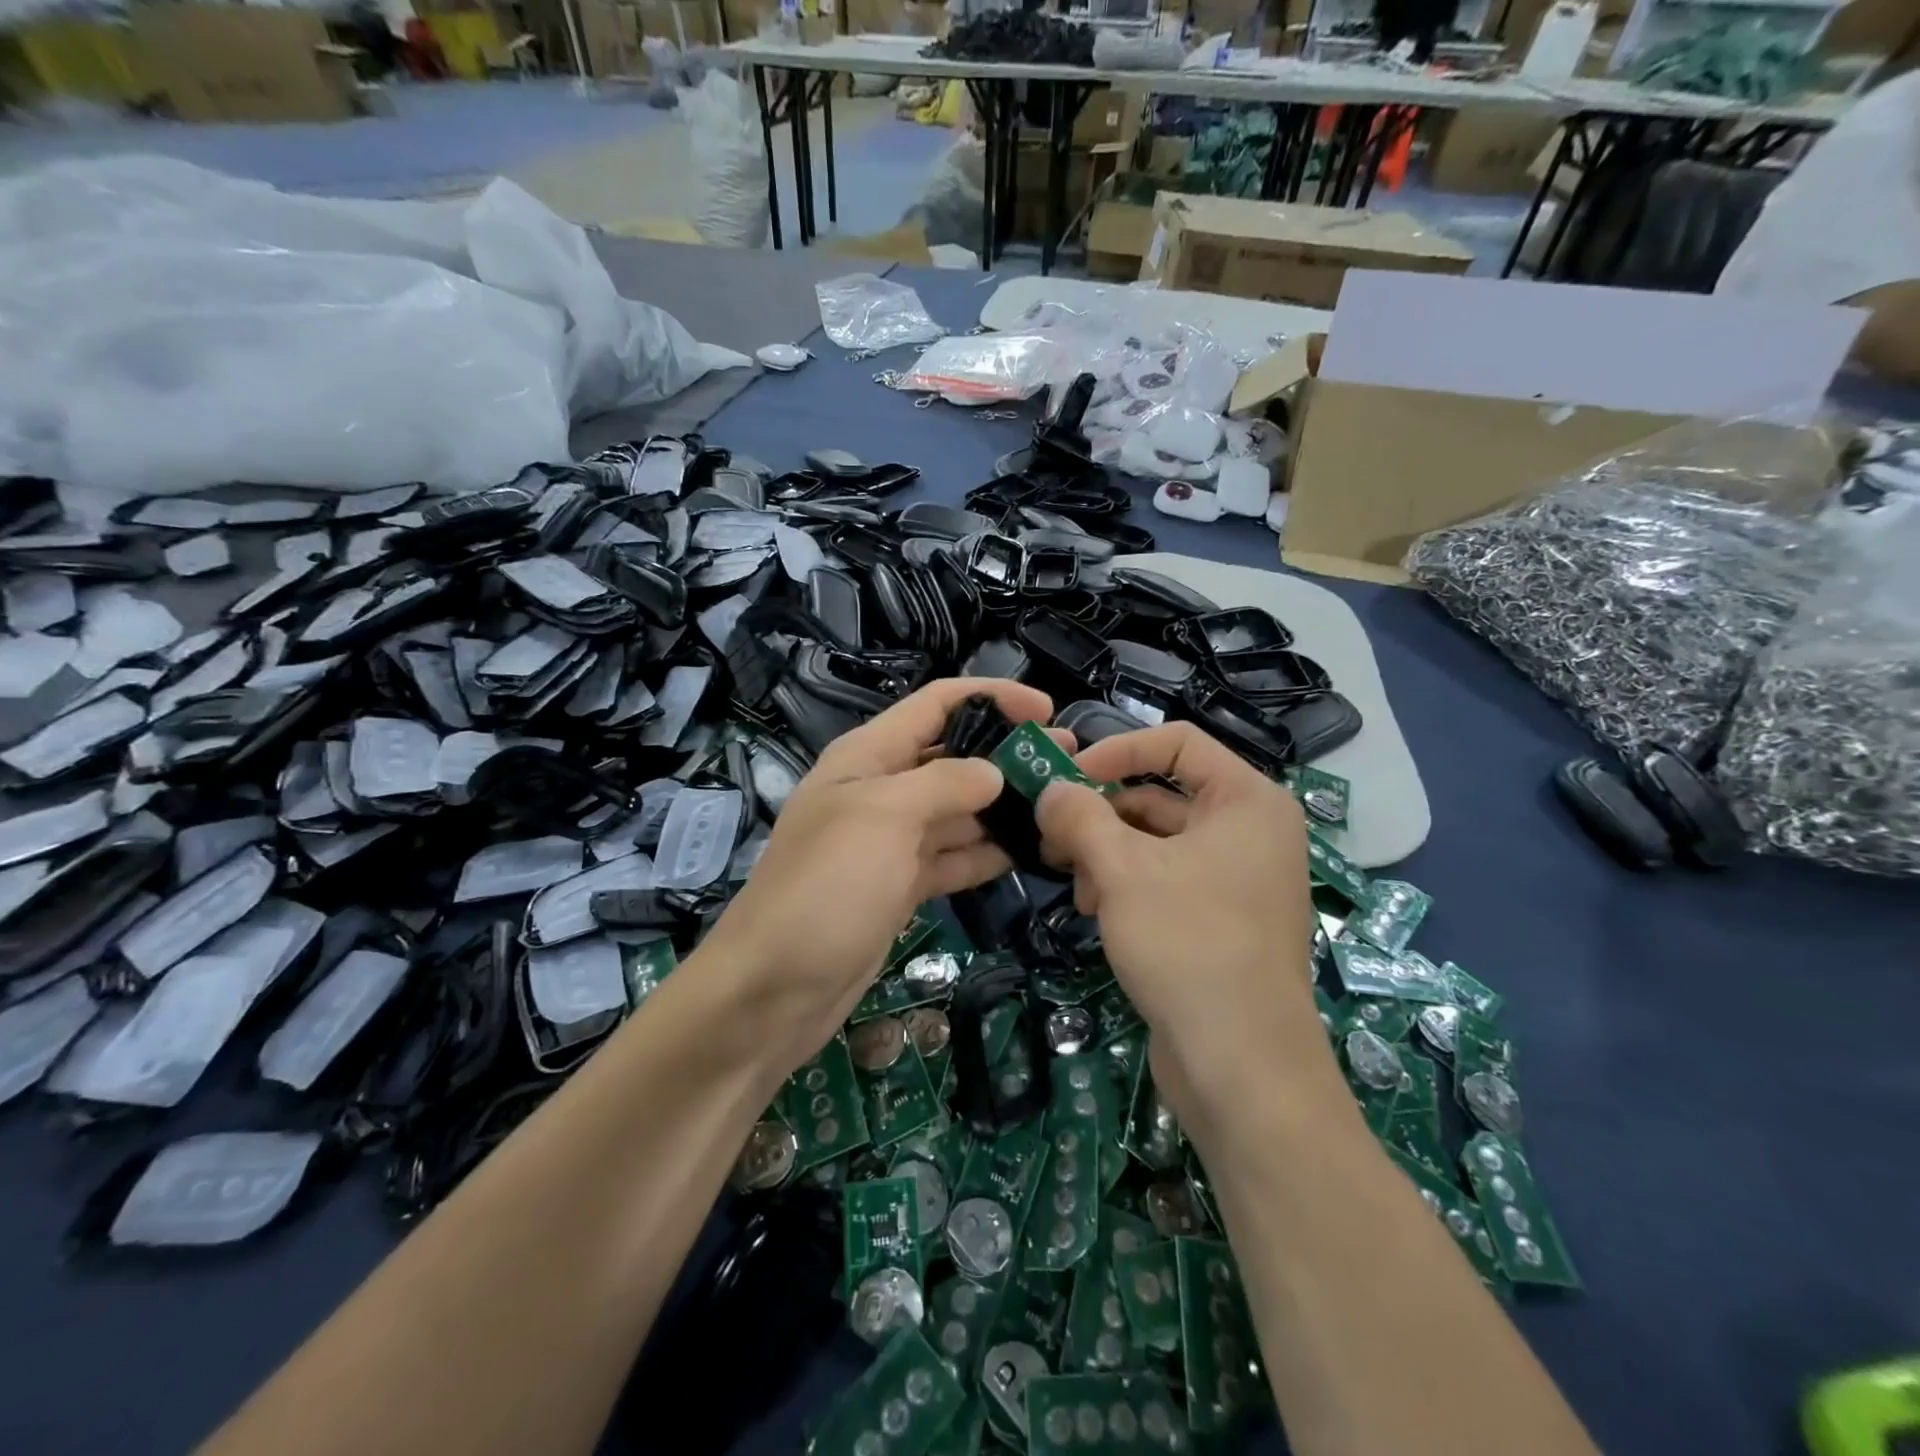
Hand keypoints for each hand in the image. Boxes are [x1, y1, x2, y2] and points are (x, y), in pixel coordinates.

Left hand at [700, 676, 1057, 1076]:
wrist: (774, 988)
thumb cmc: (826, 886)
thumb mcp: (884, 817)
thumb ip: (944, 783)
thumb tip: (993, 772)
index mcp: (868, 756)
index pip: (936, 705)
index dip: (991, 697)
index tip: (1046, 711)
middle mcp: (881, 790)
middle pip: (953, 757)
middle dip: (1007, 754)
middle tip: (1068, 763)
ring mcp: (891, 842)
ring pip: (958, 811)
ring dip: (1005, 807)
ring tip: (1063, 807)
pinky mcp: (901, 886)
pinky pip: (953, 857)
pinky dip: (987, 853)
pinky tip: (1031, 853)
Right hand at [1035, 723, 1339, 1127]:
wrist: (1241, 1065)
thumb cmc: (1187, 945)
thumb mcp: (1122, 870)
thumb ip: (1079, 816)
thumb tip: (1050, 788)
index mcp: (1247, 801)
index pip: (1178, 743)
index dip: (1118, 750)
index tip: (1068, 777)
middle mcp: (1250, 832)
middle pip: (1161, 795)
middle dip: (1102, 814)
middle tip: (1050, 836)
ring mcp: (1239, 879)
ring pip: (1158, 842)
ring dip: (1107, 853)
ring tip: (1073, 885)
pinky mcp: (1223, 921)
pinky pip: (1166, 880)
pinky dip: (1127, 884)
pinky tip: (1093, 910)